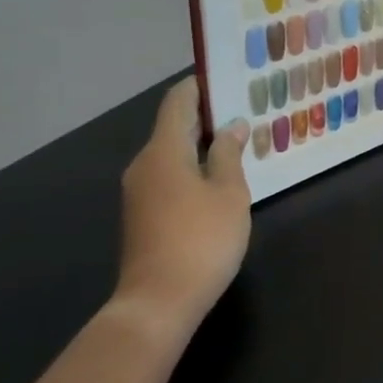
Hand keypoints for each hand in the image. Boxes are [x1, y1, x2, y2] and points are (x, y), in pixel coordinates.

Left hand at [113, 77, 250, 339]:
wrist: (157, 303)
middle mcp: (144, 164)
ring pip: (171, 154)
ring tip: (237, 143)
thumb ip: (229, 154)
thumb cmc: (201, 240)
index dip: (199, 87)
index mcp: (163, 151)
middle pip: (172, 127)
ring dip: (200, 145)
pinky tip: (218, 179)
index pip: (178, 102)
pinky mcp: (142, 216)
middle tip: (243, 111)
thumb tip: (232, 126)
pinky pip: (168, 177)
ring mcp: (138, 192)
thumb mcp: (228, 193)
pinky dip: (191, 168)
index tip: (226, 79)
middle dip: (205, 117)